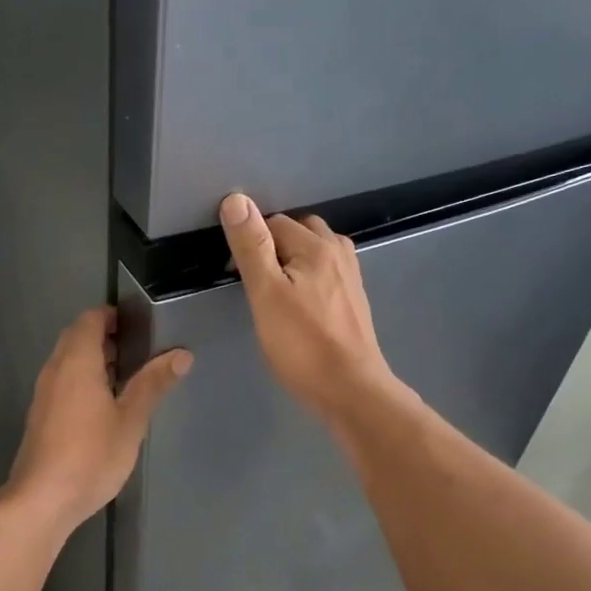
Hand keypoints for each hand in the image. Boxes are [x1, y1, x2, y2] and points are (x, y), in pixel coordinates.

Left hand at [6, 306, 190, 531]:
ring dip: (94, 359)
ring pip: (68, 361)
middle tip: (139, 349)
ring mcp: (44, 394)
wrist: (42, 500)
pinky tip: (105, 405)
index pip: (90, 320)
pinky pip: (63, 382)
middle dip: (105, 336)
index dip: (112, 316)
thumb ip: (153, 384)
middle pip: (76, 337)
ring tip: (128, 375)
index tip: (139, 324)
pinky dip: (84, 380)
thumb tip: (182, 354)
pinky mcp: (41, 416)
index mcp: (77, 362)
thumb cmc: (91, 455)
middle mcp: (55, 370)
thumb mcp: (131, 419)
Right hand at [218, 193, 397, 426]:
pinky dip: (309, 278)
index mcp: (317, 246)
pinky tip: (300, 304)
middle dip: (274, 246)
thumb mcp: (266, 294)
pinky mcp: (354, 302)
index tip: (236, 274)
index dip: (250, 242)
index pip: (274, 222)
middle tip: (255, 281)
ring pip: (316, 252)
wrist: (352, 390)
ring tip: (275, 290)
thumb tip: (236, 200)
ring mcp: (351, 278)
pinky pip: (327, 274)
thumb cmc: (302, 345)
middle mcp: (339, 253)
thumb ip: (252, 247)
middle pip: (300, 232)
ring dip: (294, 260)